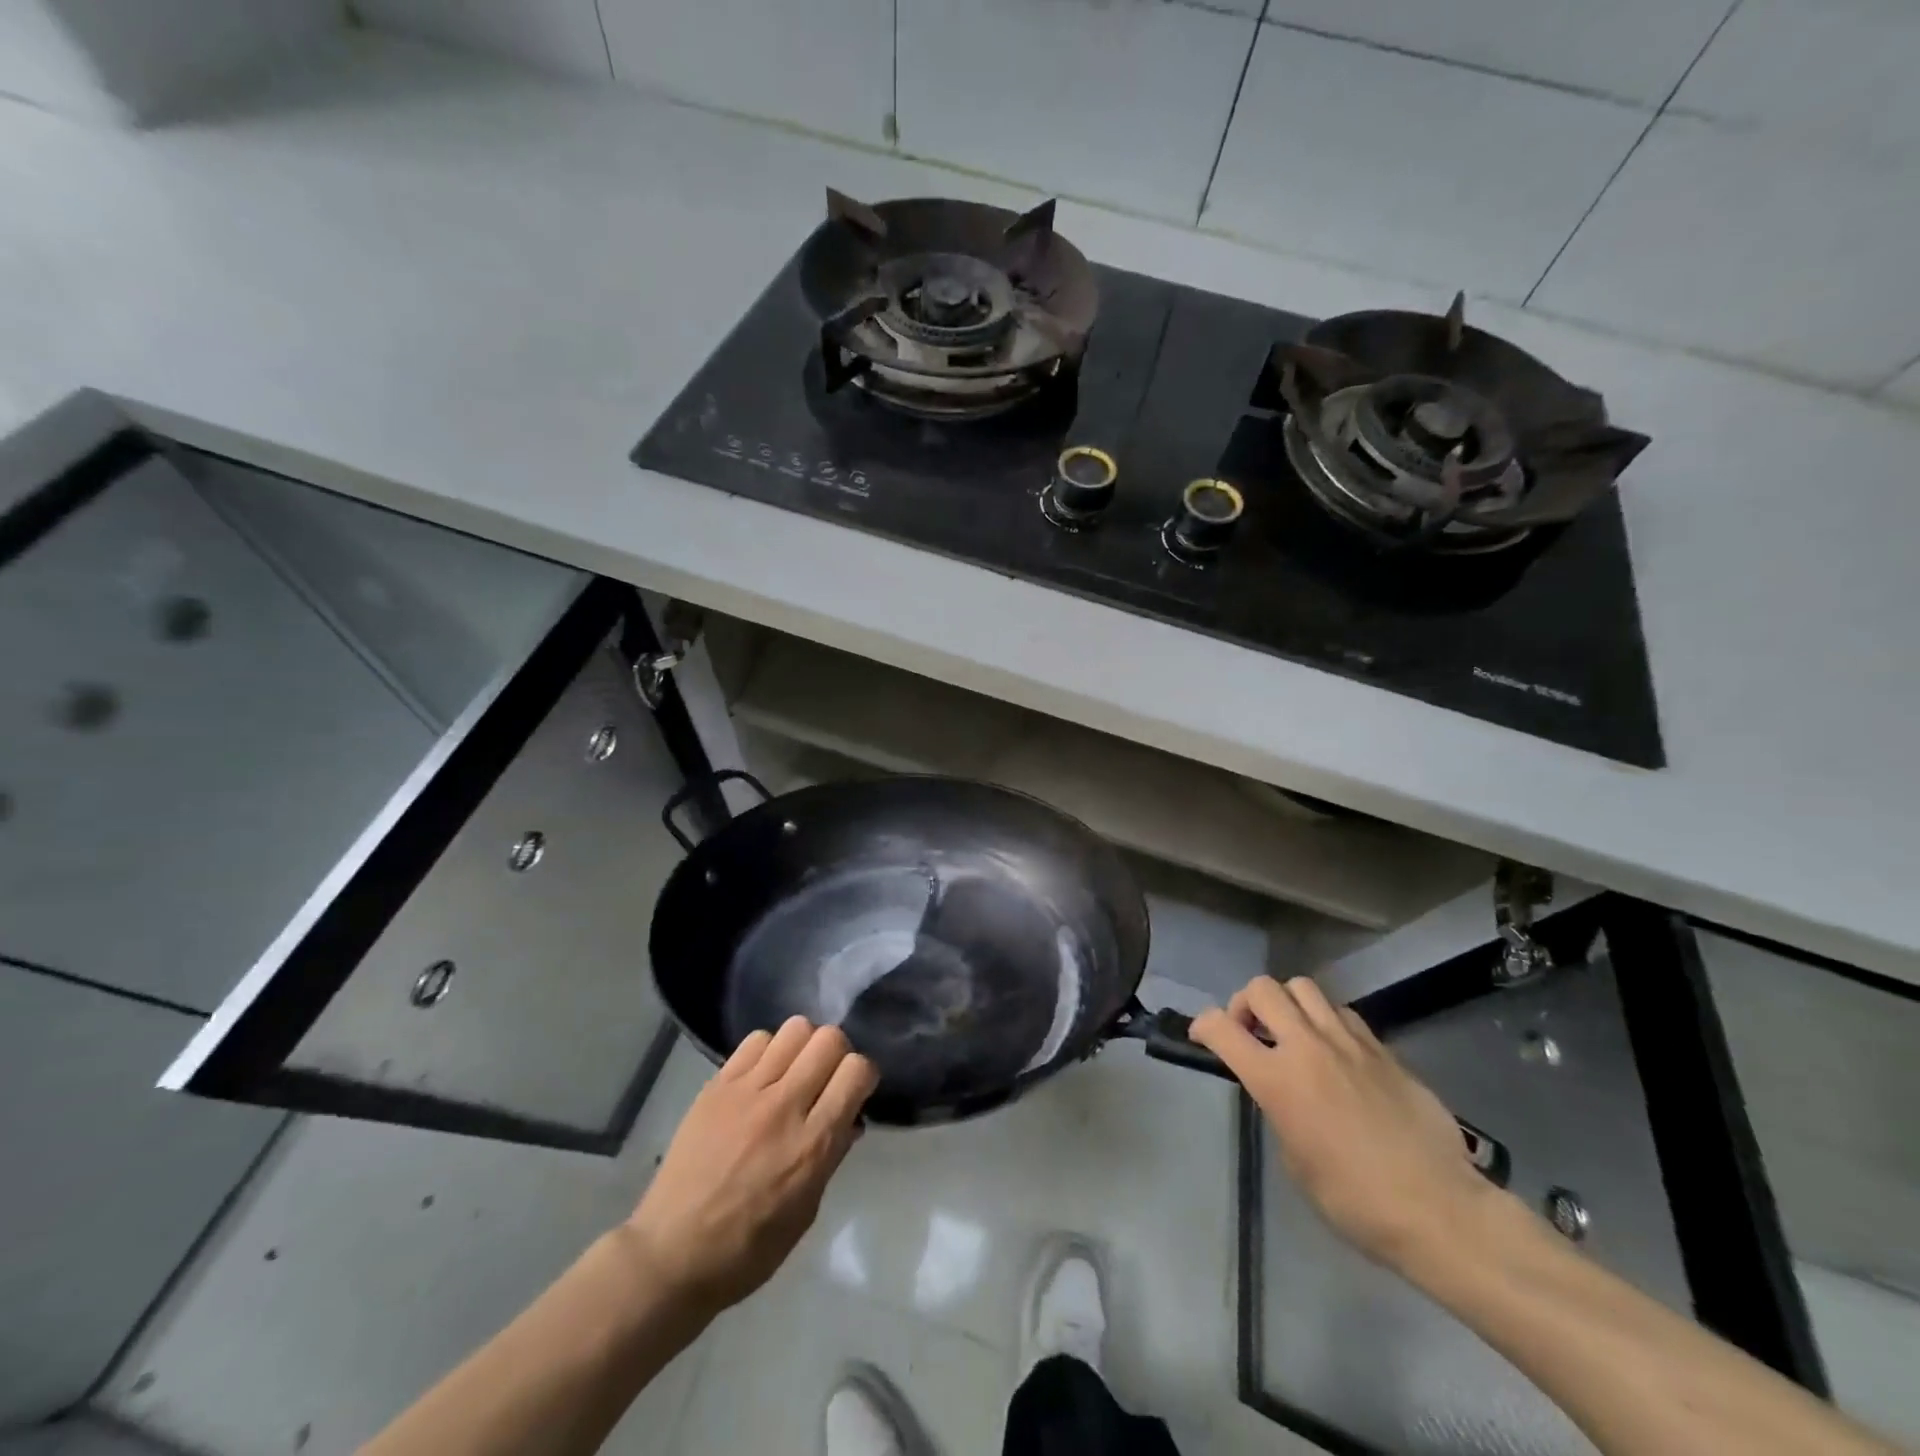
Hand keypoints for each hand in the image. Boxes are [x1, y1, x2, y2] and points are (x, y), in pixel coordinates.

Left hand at [625, 1017, 878, 1314]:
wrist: (670, 1255)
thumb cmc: (747, 1249)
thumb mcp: (805, 1213)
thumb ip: (831, 1157)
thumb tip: (849, 1118)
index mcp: (812, 1145)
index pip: (856, 1071)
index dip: (863, 1076)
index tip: (855, 1093)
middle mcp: (784, 1106)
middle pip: (829, 1039)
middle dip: (838, 1054)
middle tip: (826, 1079)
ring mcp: (748, 1091)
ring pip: (795, 1029)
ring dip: (804, 1046)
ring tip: (794, 1072)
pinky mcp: (718, 1085)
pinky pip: (757, 1040)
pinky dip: (769, 1050)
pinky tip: (762, 1076)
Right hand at [1191, 975, 1498, 1271]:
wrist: (1439, 1211)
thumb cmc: (1355, 1201)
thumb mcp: (1294, 1160)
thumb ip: (1279, 1109)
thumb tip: (1282, 1092)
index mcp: (1277, 1080)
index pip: (1220, 1027)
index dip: (1202, 1026)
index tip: (1202, 1038)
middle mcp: (1308, 1047)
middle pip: (1262, 988)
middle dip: (1245, 1004)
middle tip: (1251, 1033)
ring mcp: (1349, 1042)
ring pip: (1303, 987)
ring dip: (1288, 1005)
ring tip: (1294, 1034)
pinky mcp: (1383, 1049)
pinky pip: (1343, 1013)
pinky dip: (1327, 1021)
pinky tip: (1336, 1053)